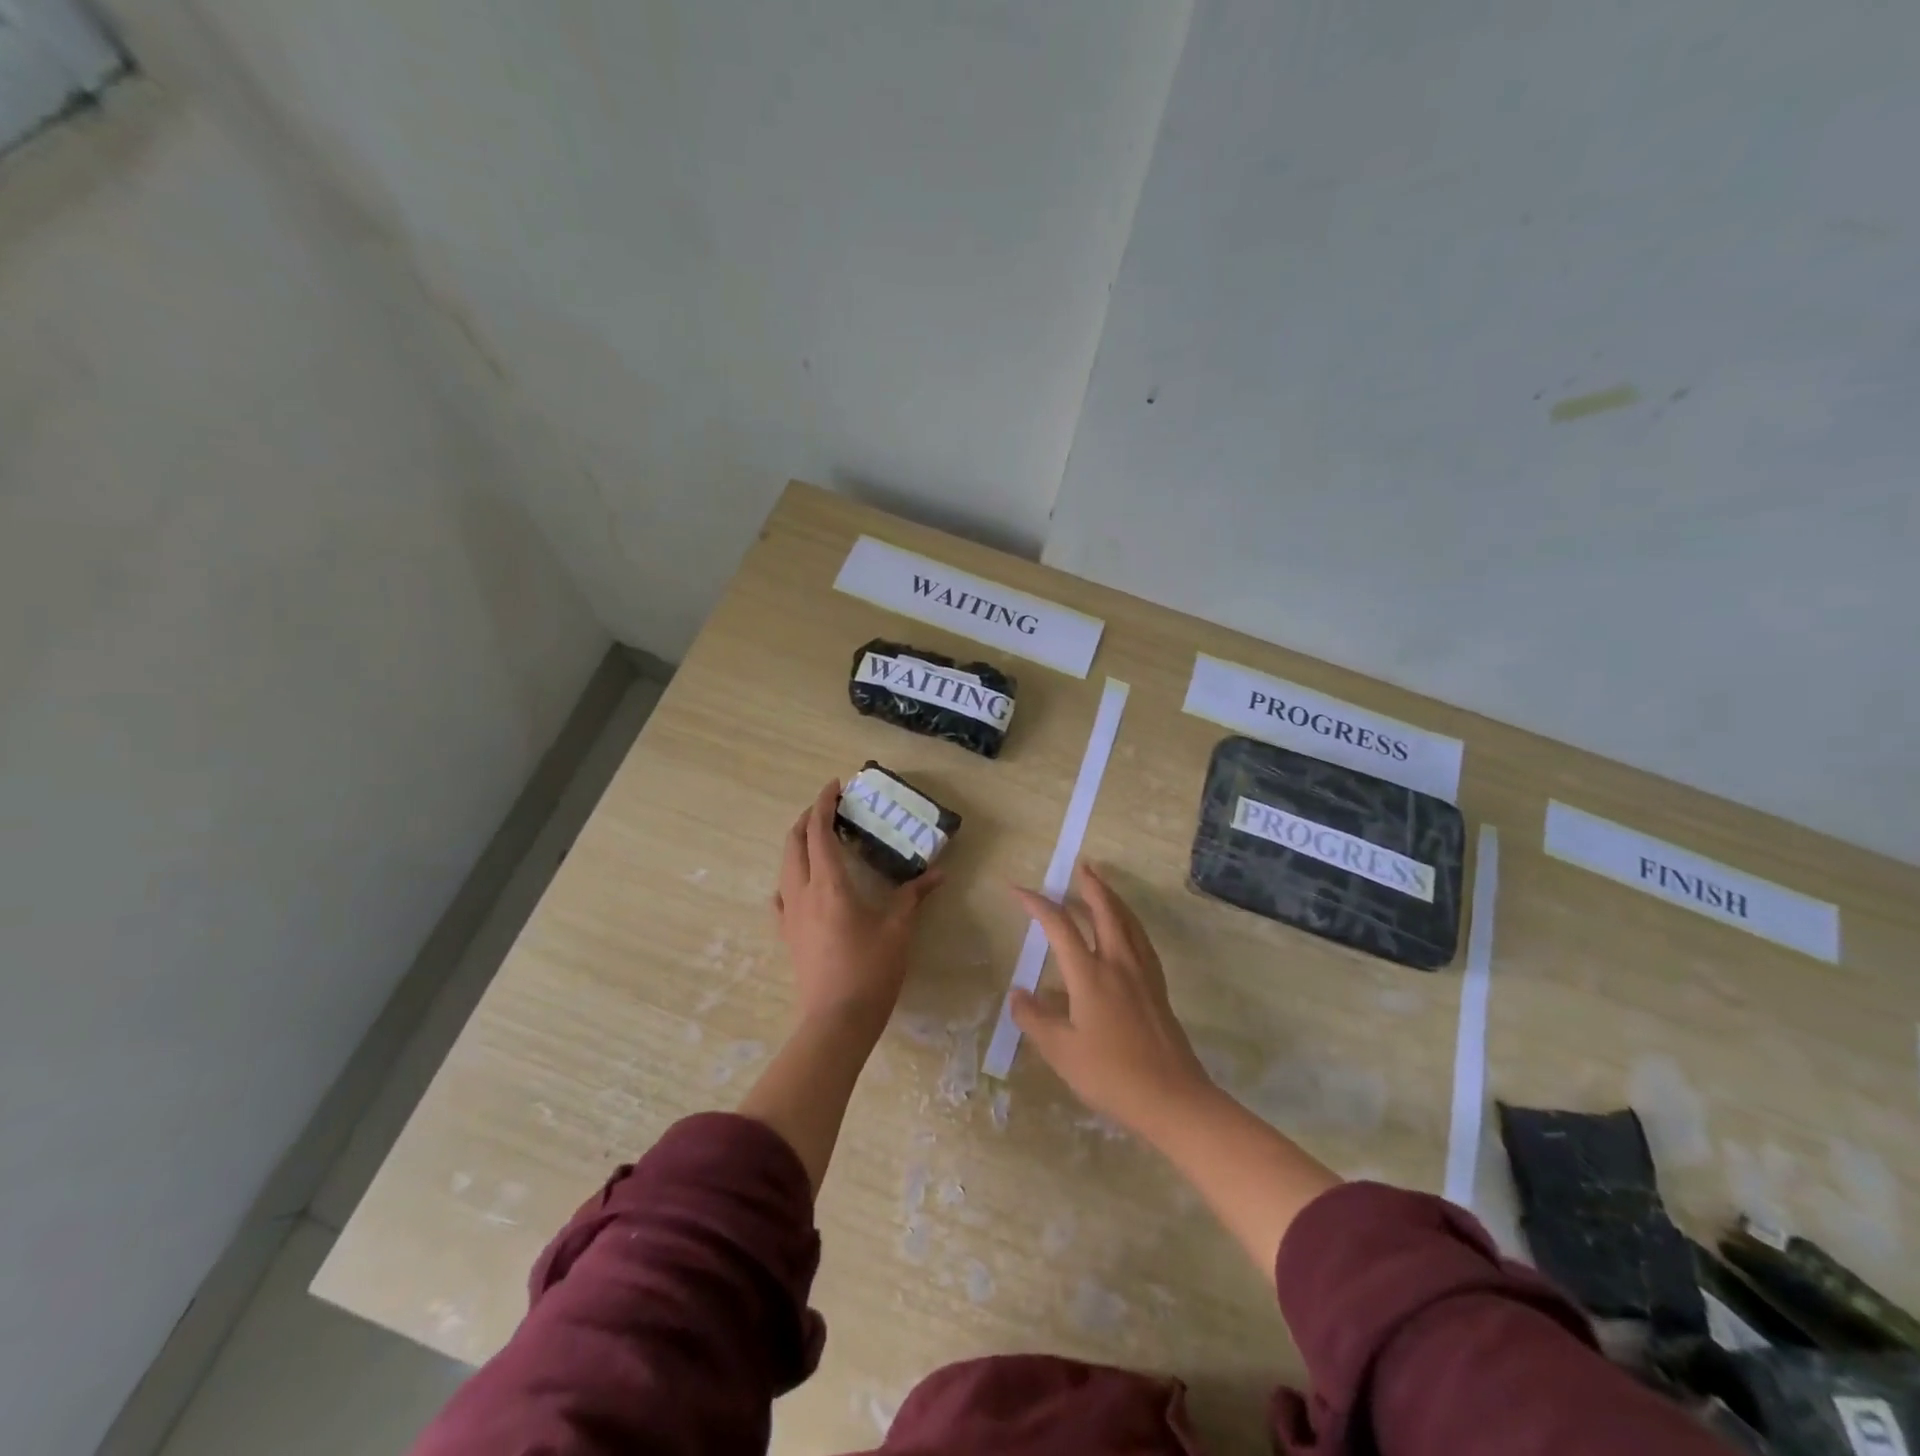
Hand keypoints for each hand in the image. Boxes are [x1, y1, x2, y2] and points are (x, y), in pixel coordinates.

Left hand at [772, 781, 942, 1037]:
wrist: (836, 1021)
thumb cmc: (870, 971)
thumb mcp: (898, 930)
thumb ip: (914, 897)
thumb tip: (938, 874)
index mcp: (829, 884)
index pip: (819, 832)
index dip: (824, 804)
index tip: (834, 785)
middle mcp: (802, 892)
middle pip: (795, 842)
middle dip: (808, 818)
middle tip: (829, 809)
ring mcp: (790, 915)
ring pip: (785, 866)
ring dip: (798, 844)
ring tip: (818, 839)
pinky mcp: (787, 936)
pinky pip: (781, 896)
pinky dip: (789, 878)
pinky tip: (798, 885)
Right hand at [1010, 862, 1213, 1135]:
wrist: (1172, 1099)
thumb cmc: (1111, 1075)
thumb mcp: (1061, 1052)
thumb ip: (1035, 1019)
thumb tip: (1018, 993)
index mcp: (1090, 975)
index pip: (1060, 926)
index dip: (1037, 904)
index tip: (1017, 890)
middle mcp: (1118, 964)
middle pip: (1105, 911)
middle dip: (1091, 886)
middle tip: (1081, 866)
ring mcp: (1143, 974)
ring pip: (1128, 922)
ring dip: (1113, 899)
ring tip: (1102, 887)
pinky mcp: (1158, 988)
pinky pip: (1141, 940)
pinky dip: (1129, 922)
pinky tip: (1127, 931)